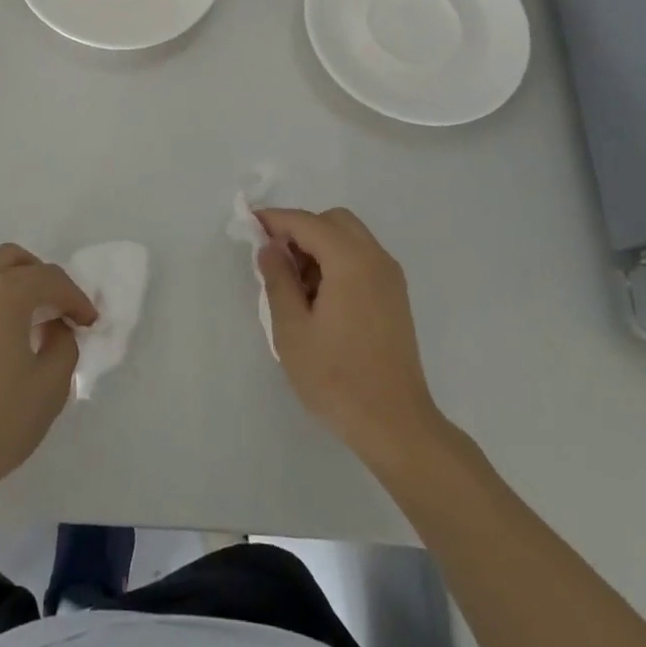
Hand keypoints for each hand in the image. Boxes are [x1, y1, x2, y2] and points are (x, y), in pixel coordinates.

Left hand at [0, 244, 96, 506]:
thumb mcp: (50, 384)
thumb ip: (64, 344)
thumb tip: (55, 328)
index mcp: (3, 291)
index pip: (50, 279)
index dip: (76, 298)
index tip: (90, 323)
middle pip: (14, 260)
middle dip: (43, 278)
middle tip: (61, 310)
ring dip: (16, 286)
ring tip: (35, 323)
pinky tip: (6, 336)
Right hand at [255, 207, 454, 476]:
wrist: (396, 426)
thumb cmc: (337, 378)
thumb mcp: (292, 329)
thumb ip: (278, 279)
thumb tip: (270, 247)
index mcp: (350, 261)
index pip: (306, 222)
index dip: (275, 220)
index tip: (248, 224)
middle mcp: (376, 259)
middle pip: (333, 221)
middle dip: (301, 230)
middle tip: (276, 260)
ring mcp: (390, 278)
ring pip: (349, 239)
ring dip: (319, 247)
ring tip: (295, 287)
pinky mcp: (395, 298)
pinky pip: (361, 260)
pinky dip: (337, 262)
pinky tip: (319, 300)